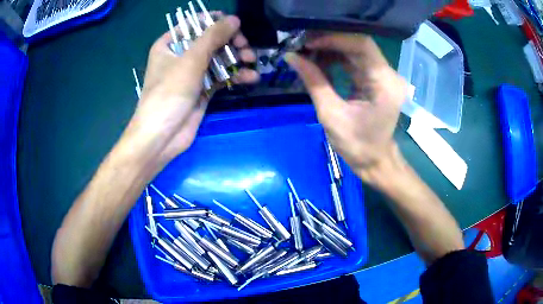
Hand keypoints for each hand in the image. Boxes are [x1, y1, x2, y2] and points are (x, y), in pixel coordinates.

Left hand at [128, 15, 258, 163]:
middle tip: (245, 47)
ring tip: (252, 60)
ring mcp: (192, 73)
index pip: (195, 24)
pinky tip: (251, 77)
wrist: (162, 136)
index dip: (216, 22)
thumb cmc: (169, 93)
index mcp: (169, 44)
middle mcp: (180, 55)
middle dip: (230, 41)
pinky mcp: (202, 89)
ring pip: (218, 58)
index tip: (235, 26)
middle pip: (210, 40)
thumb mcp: (191, 60)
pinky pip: (221, 76)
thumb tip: (234, 18)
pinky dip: (235, 76)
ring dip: (236, 58)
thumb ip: (213, 36)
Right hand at [285, 33, 406, 180]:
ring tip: (306, 53)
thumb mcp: (331, 114)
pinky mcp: (377, 80)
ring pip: (355, 51)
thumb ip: (313, 81)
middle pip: (358, 45)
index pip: (362, 46)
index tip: (308, 43)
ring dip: (330, 49)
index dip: (334, 39)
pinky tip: (318, 61)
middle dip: (329, 42)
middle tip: (302, 45)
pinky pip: (355, 61)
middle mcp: (388, 75)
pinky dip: (336, 59)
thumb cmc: (357, 145)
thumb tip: (291, 57)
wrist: (374, 160)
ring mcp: (384, 76)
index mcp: (385, 83)